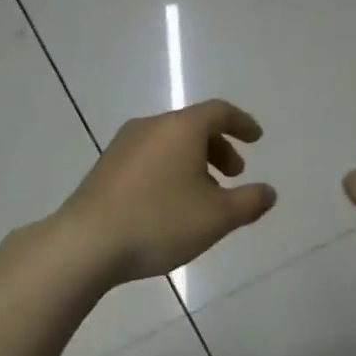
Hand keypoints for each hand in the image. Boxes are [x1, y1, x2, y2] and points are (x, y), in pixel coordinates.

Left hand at [57, 100, 277, 284]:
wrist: (87, 243)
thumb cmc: (160, 222)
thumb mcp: (217, 217)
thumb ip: (249, 202)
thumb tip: (268, 192)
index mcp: (180, 128)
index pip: (219, 112)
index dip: (242, 124)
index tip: (257, 139)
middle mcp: (150, 127)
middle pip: (193, 127)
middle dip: (219, 148)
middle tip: (235, 175)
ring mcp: (122, 146)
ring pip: (169, 145)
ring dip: (194, 163)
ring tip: (205, 198)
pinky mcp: (105, 169)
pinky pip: (149, 160)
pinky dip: (170, 172)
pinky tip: (171, 206)